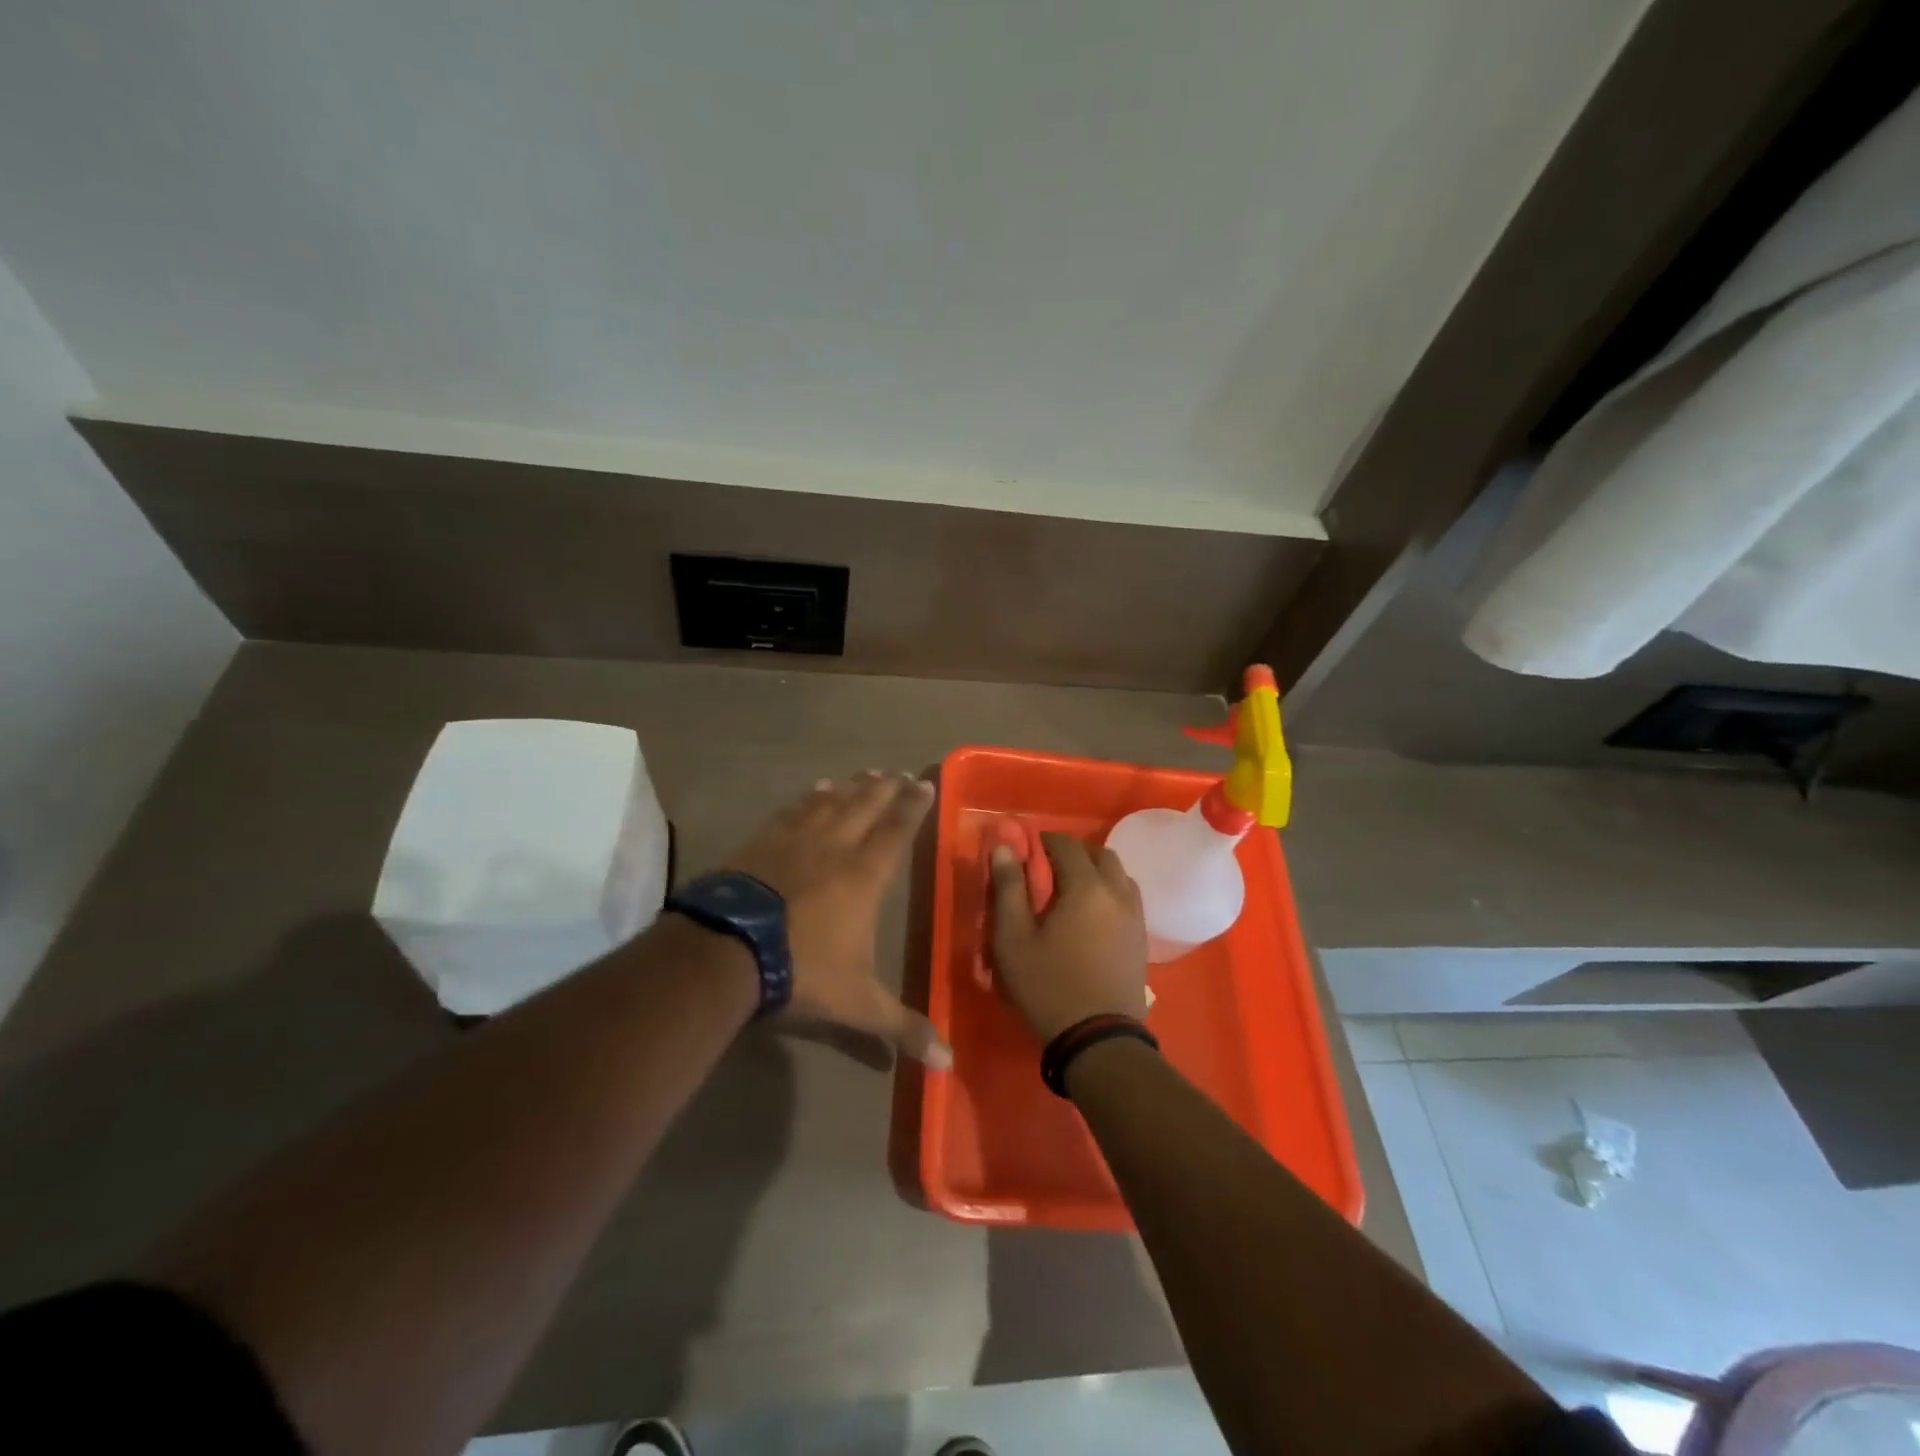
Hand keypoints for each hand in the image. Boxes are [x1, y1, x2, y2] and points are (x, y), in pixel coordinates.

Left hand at [723, 771, 948, 1066]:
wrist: (727, 952)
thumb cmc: (801, 970)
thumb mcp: (857, 1004)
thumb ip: (901, 1027)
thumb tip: (947, 1062)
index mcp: (863, 877)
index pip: (896, 833)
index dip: (912, 808)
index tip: (924, 784)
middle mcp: (834, 848)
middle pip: (866, 808)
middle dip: (886, 790)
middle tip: (898, 772)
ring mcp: (794, 841)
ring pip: (831, 804)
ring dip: (851, 788)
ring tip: (865, 774)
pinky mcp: (760, 843)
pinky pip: (793, 811)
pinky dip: (808, 798)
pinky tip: (814, 790)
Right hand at [990, 832, 1147, 1042]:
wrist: (1099, 1039)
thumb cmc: (1048, 986)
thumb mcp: (1014, 939)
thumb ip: (1008, 888)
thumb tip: (1004, 847)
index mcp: (1086, 888)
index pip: (1067, 845)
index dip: (1046, 840)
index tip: (1028, 848)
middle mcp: (1117, 893)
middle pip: (1101, 855)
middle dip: (1075, 853)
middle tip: (1050, 868)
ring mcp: (1135, 917)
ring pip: (1119, 876)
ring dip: (1097, 872)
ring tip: (1072, 890)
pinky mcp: (1141, 939)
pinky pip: (1128, 899)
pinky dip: (1111, 892)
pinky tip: (1093, 915)